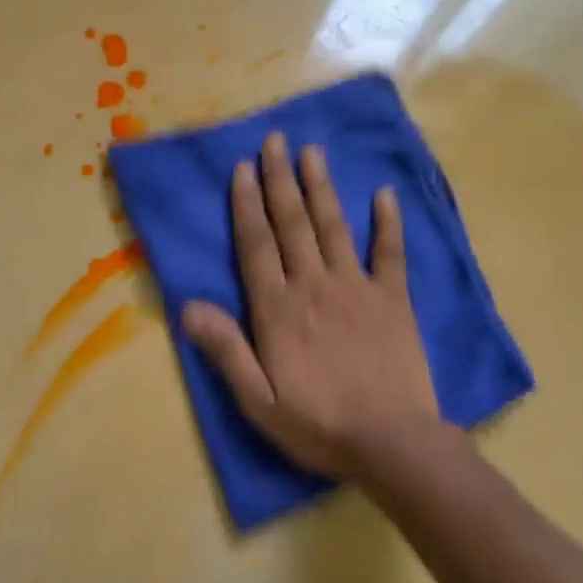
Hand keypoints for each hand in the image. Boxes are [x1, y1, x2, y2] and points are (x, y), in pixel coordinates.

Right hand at [182, 133, 440, 479]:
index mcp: (278, 310)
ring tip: (312, 151)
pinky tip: (384, 193)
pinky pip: (390, 252)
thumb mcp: (258, 400)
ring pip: (334, 227)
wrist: (391, 442)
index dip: (247, 205)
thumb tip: (187, 305)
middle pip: (293, 224)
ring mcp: (357, 288)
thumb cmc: (318, 425)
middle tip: (275, 140)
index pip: (256, 246)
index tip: (243, 169)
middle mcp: (314, 286)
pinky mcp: (394, 299)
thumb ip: (225, 350)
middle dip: (280, 179)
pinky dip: (388, 222)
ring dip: (321, 187)